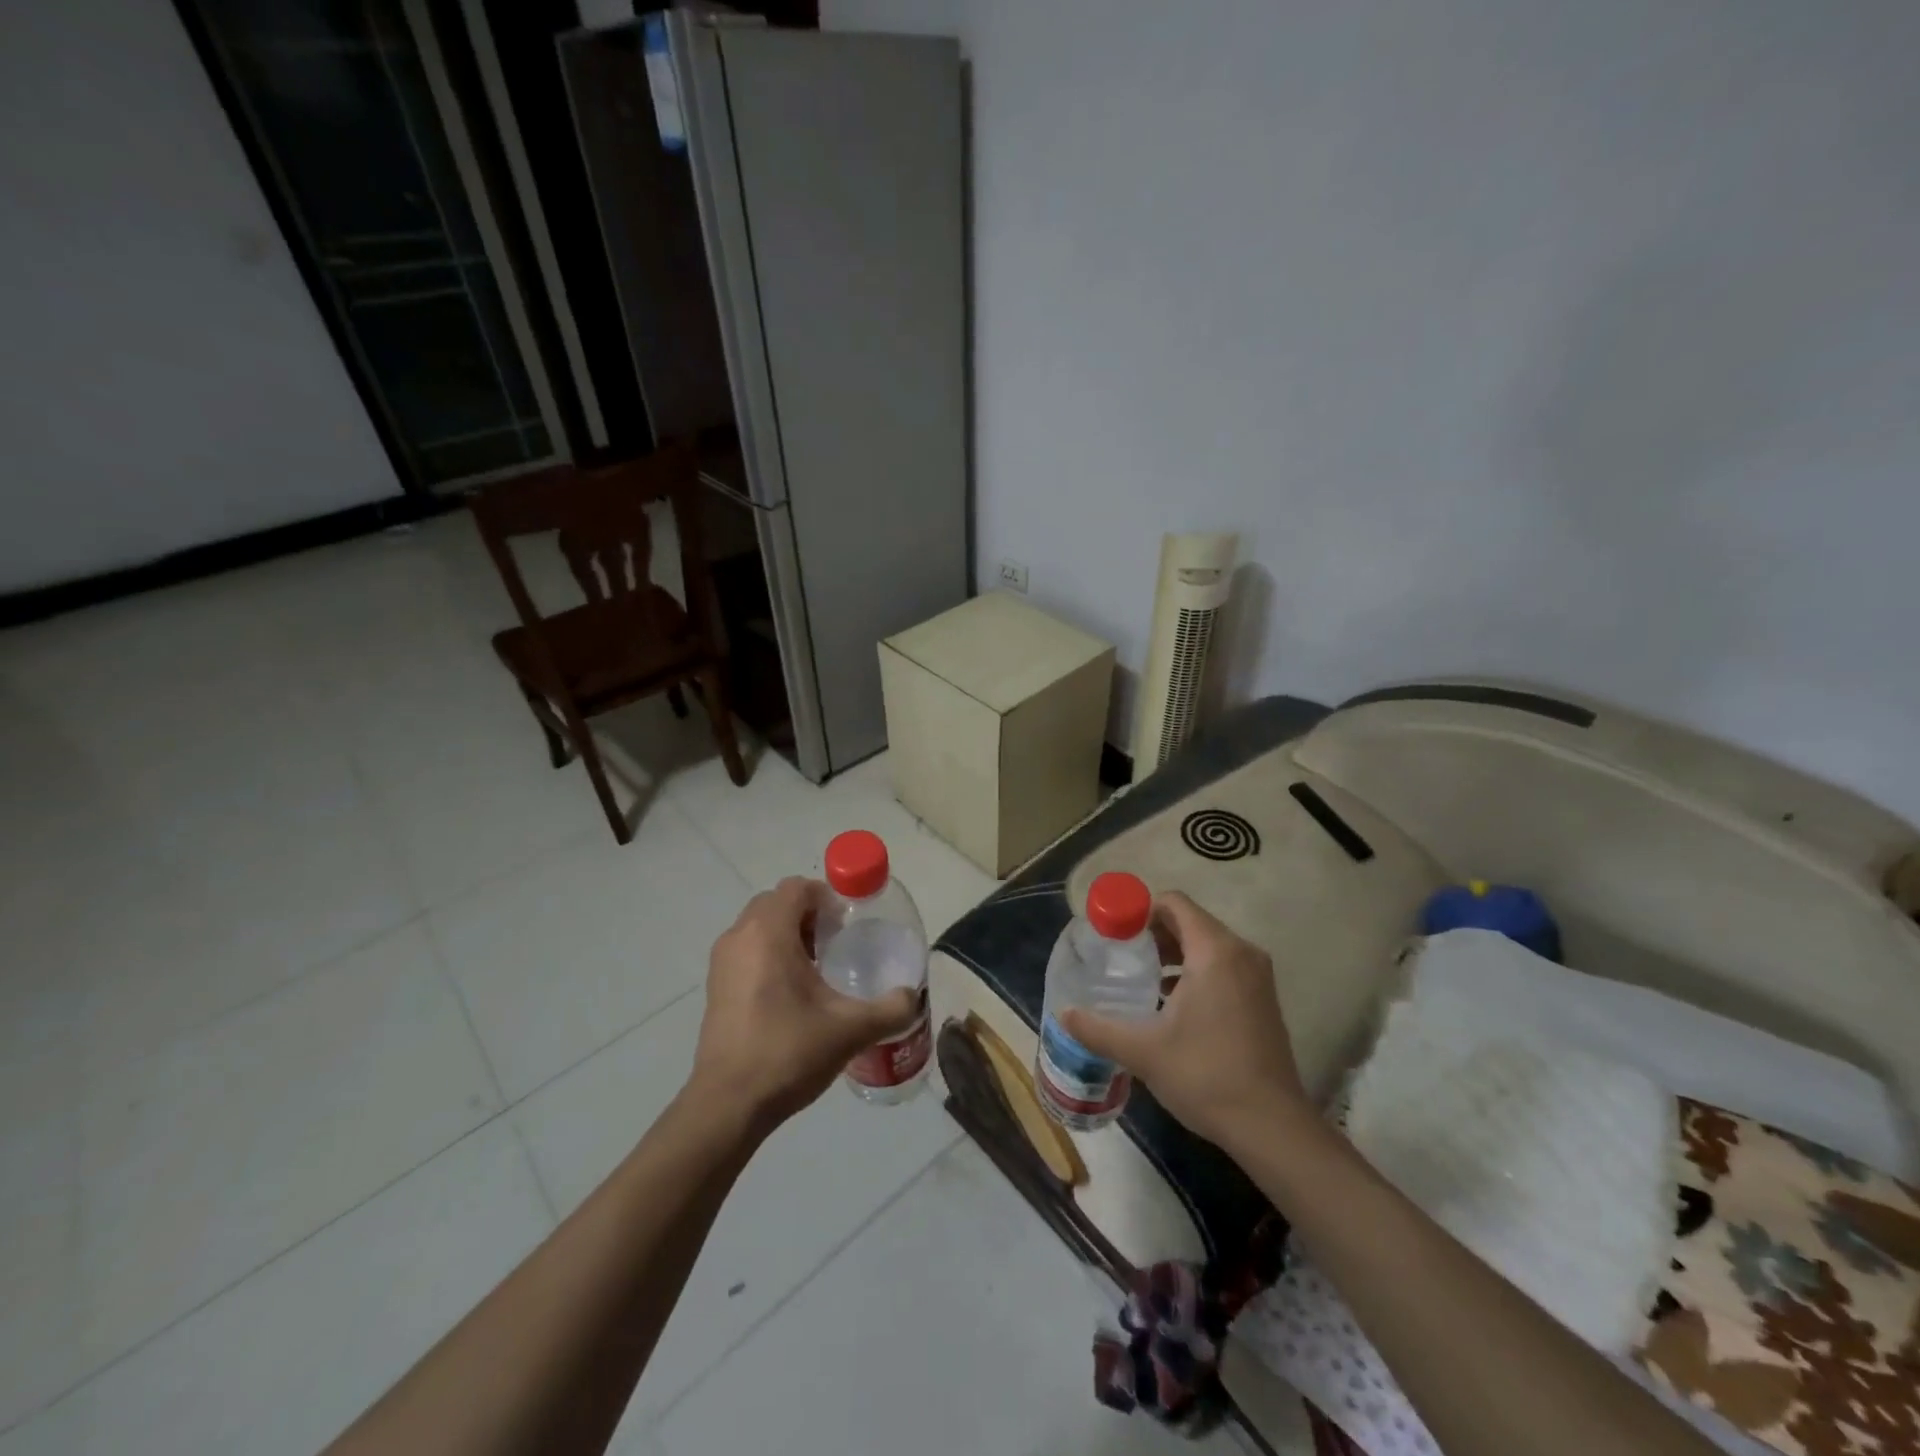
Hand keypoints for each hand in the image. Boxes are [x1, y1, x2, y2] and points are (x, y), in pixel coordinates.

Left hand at [690, 877, 919, 1134]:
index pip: (797, 888)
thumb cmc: (788, 1052)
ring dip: (788, 934)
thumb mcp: (850, 1030)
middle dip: (808, 914)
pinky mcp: (715, 987)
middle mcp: (739, 937)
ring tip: (818, 969)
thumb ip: (890, 1009)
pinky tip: (793, 994)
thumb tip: (913, 997)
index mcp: (768, 932)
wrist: (728, 1105)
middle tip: (837, 943)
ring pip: (759, 927)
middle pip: (777, 903)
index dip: (827, 897)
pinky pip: (747, 951)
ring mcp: (722, 962)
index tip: (849, 924)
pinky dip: (769, 955)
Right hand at [1059, 891, 1305, 1150]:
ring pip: (1208, 945)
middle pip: (1190, 921)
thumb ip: (1098, 1028)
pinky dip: (1196, 971)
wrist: (1272, 1127)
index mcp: (1215, 951)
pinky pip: (1224, 966)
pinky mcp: (1263, 999)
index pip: (1174, 903)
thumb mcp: (1142, 1051)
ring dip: (1174, 953)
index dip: (1140, 910)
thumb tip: (1063, 1013)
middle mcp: (1241, 953)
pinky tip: (1172, 1003)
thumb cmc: (1206, 1075)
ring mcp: (1258, 977)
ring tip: (1143, 979)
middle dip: (1154, 933)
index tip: (1115, 934)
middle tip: (1123, 956)